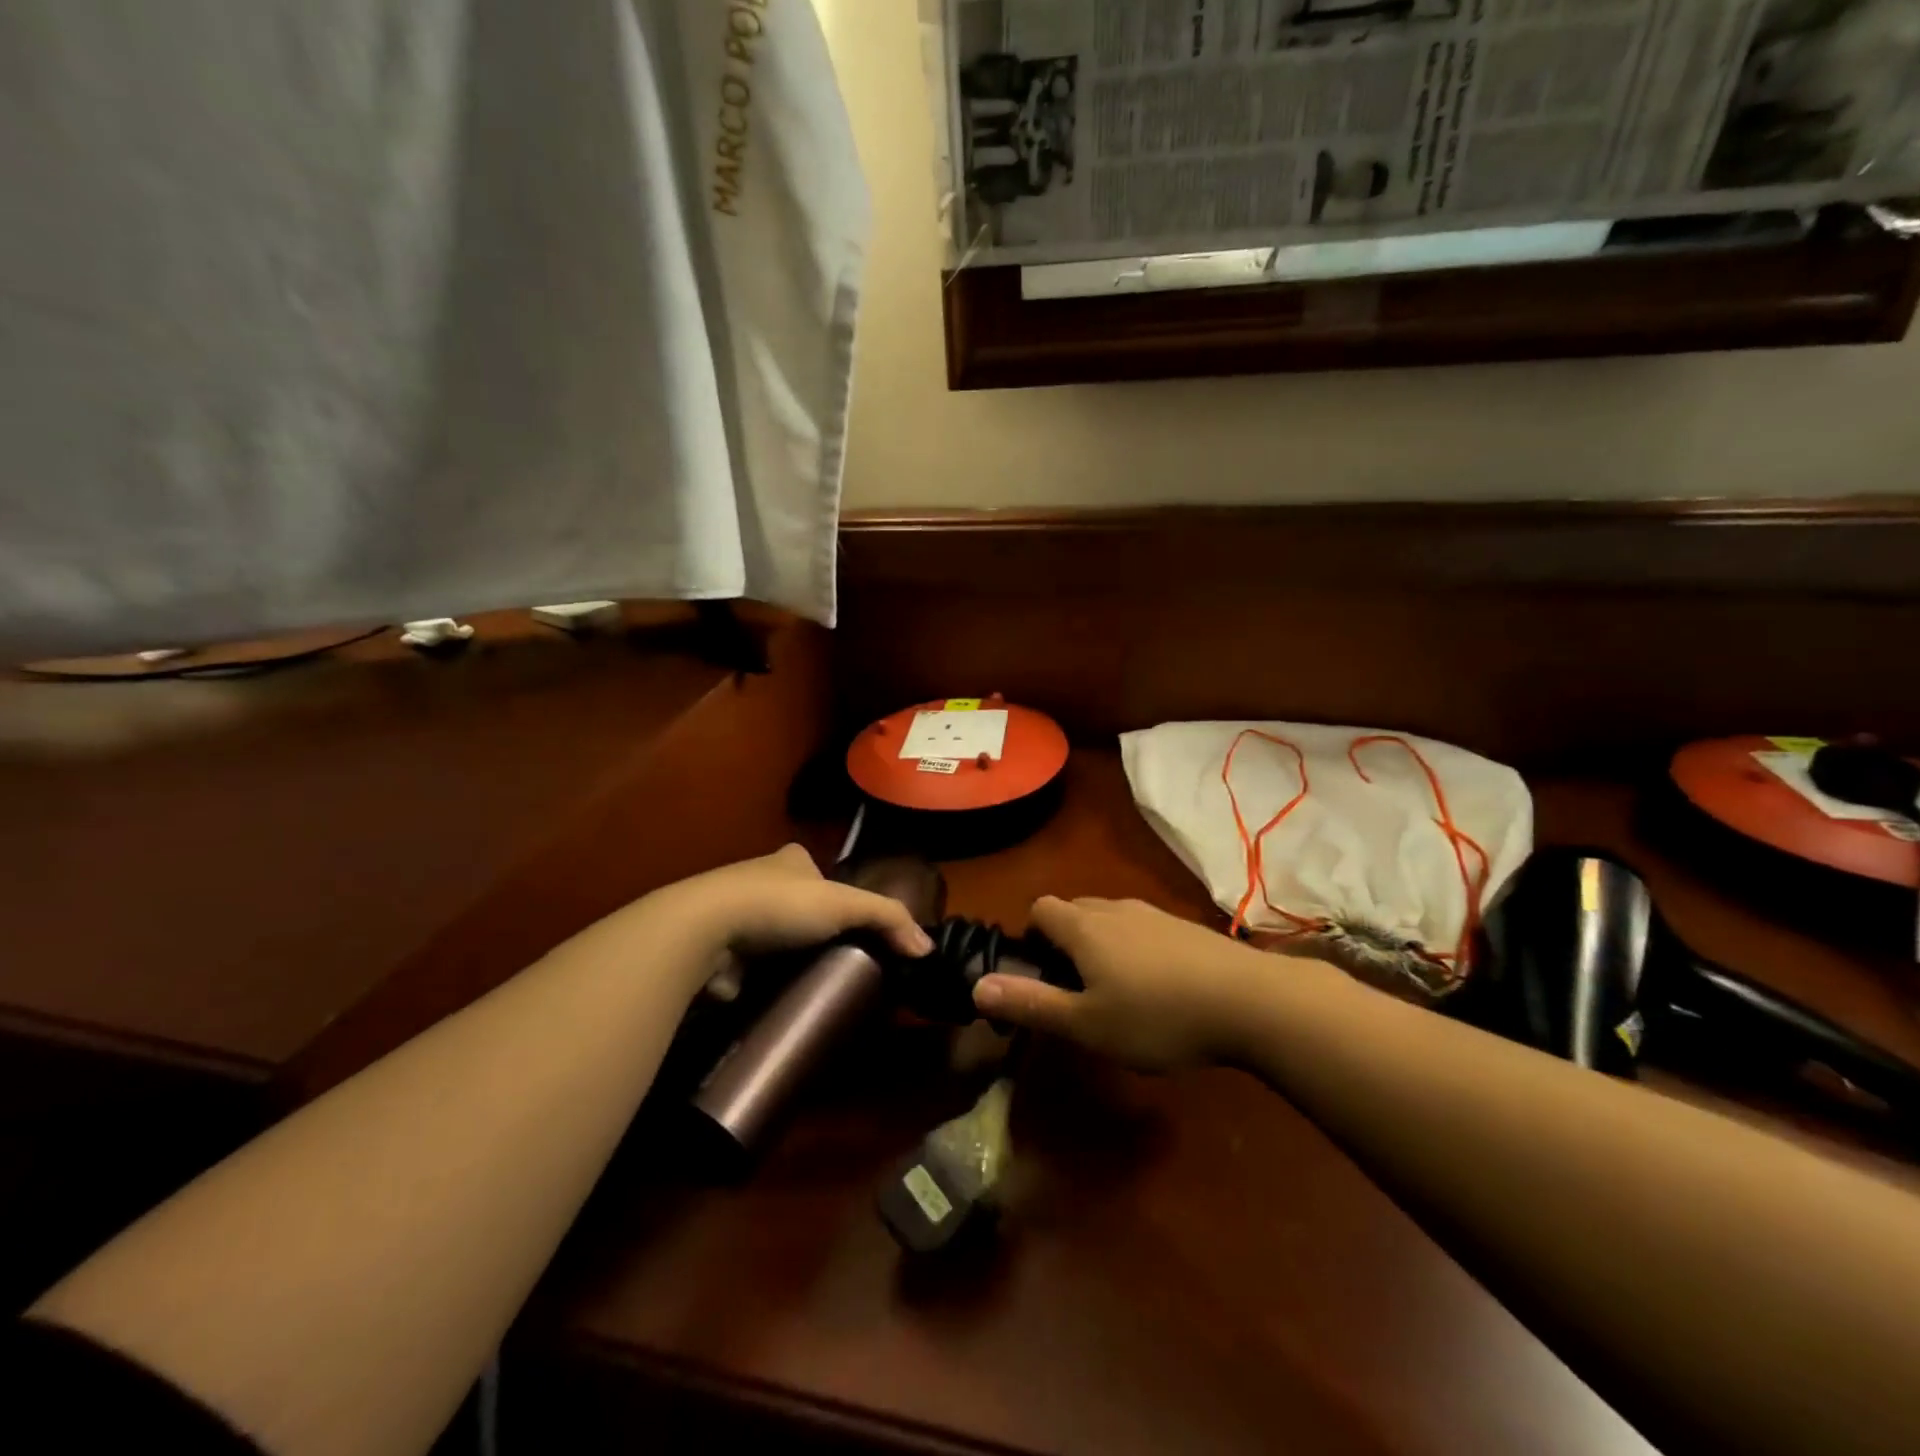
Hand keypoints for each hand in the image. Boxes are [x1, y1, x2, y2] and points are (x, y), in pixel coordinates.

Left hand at [650, 844, 931, 974]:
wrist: (705, 930)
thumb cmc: (779, 904)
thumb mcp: (844, 903)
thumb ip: (888, 918)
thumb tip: (927, 947)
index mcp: (788, 859)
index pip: (816, 869)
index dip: (832, 890)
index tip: (847, 919)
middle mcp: (757, 879)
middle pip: (793, 902)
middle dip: (809, 925)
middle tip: (834, 956)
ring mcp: (732, 914)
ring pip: (769, 933)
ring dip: (784, 953)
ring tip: (809, 979)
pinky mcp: (715, 949)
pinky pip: (747, 963)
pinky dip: (759, 976)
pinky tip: (775, 993)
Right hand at [972, 897, 1274, 1071]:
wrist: (1251, 1001)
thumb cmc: (1158, 1016)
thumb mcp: (1087, 1024)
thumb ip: (1031, 1005)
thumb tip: (976, 986)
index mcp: (1084, 927)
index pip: (1040, 908)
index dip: (1030, 937)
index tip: (1040, 975)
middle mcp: (1115, 909)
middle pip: (1074, 910)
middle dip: (1064, 942)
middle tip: (1075, 990)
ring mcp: (1155, 914)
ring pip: (1111, 919)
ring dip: (1101, 946)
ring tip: (1117, 993)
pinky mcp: (1186, 928)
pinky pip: (1143, 930)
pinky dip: (1135, 950)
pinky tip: (1159, 989)